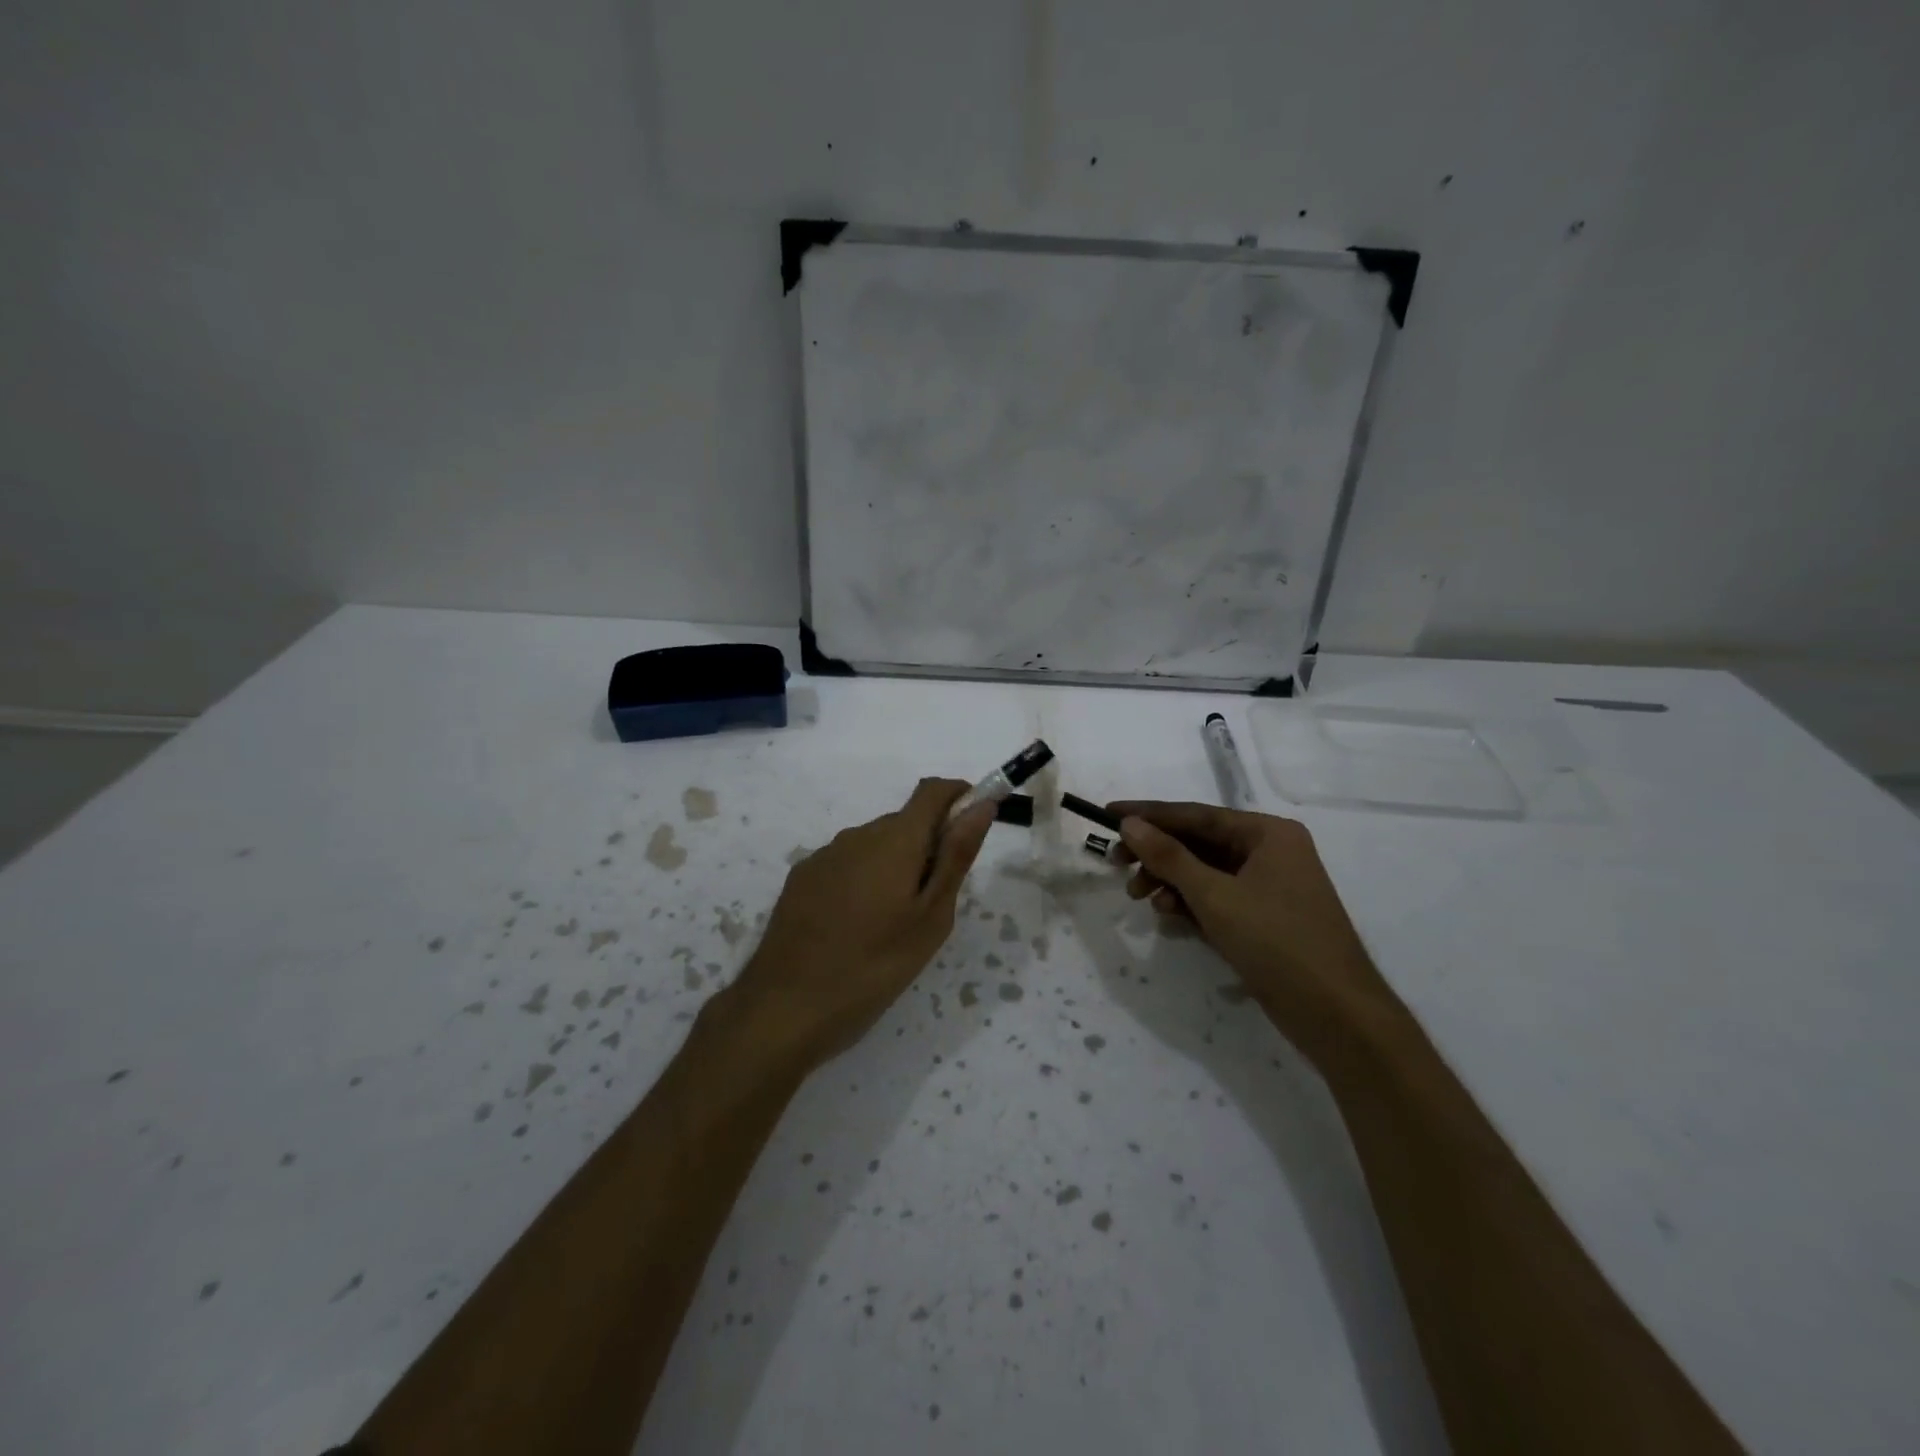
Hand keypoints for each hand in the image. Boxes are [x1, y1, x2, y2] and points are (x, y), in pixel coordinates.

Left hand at [720, 778, 996, 1072]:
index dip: (959, 796)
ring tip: (892, 924)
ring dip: (894, 865)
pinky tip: (854, 926)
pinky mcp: (801, 878)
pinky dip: (862, 879)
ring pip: (874, 845)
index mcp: (894, 840)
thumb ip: (956, 856)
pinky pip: (846, 863)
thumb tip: (981, 805)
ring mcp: (824, 855)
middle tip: (933, 904)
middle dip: (927, 846)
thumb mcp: (930, 918)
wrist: (785, 1007)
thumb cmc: (874, 966)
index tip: (973, 825)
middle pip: (904, 822)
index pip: (933, 791)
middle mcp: (857, 835)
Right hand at [1109, 801, 1400, 1061]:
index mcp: (1268, 833)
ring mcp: (1270, 886)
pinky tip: (1169, 916)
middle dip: (1157, 855)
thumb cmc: (1277, 942)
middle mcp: (1271, 851)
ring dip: (1170, 881)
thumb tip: (1130, 824)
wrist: (1338, 1016)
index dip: (1149, 815)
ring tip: (1140, 899)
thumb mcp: (1214, 896)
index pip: (1196, 814)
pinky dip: (1191, 903)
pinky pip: (1218, 897)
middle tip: (1117, 865)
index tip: (1107, 816)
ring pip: (1205, 872)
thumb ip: (1169, 856)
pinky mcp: (1265, 918)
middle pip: (1199, 842)